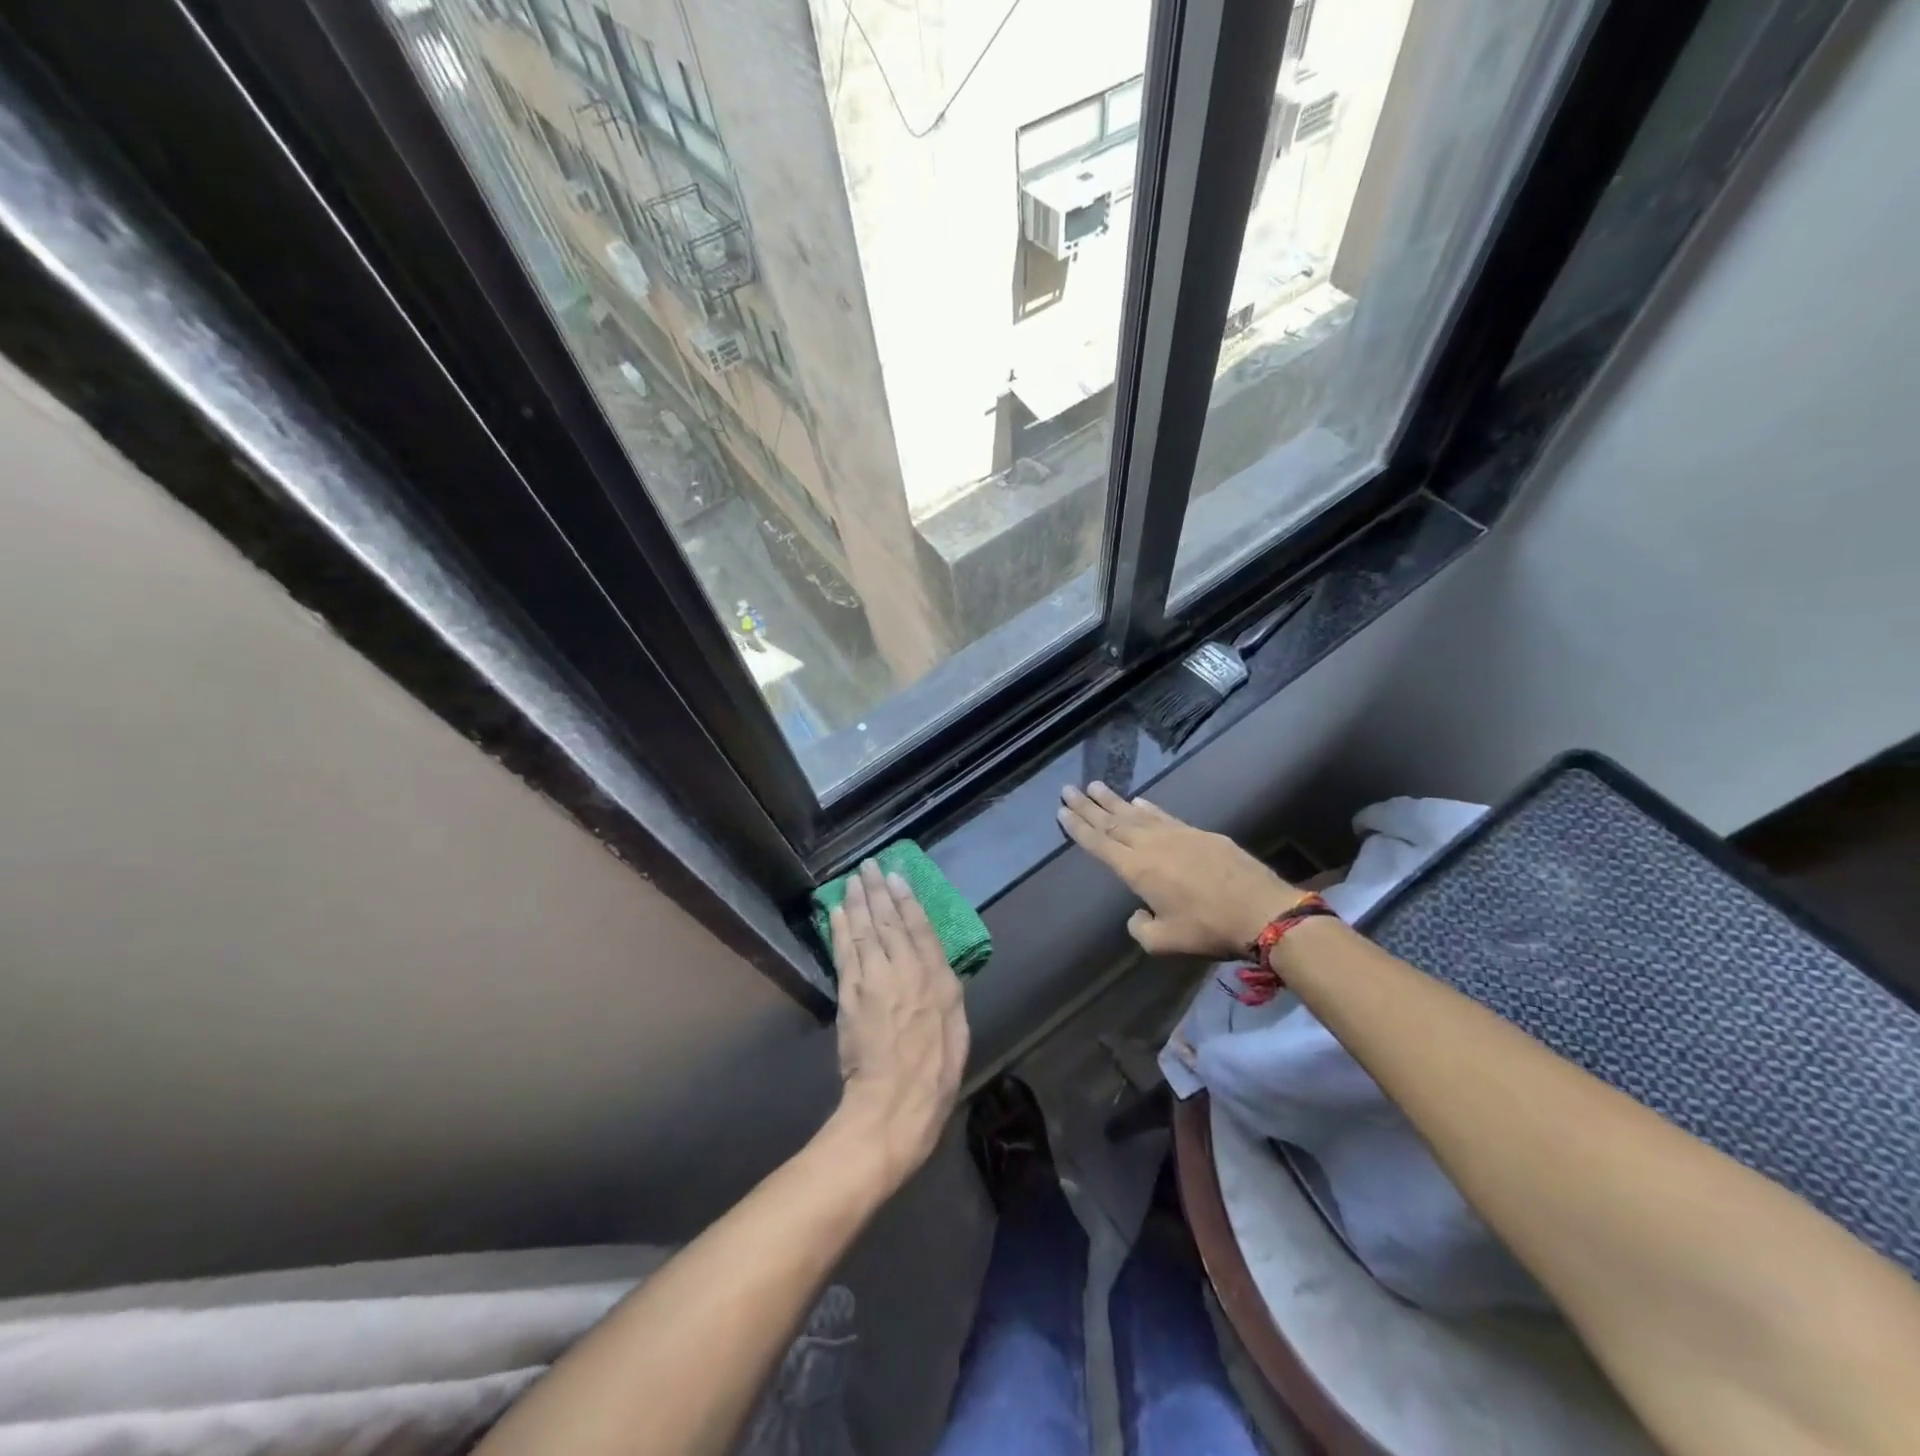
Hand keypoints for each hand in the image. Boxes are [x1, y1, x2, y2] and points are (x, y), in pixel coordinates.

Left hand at [828, 862, 969, 1186]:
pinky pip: (844, 952)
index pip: (921, 928)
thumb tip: (938, 970)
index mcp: (939, 980)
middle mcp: (908, 971)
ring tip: (853, 880)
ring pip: (864, 930)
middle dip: (878, 891)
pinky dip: (840, 928)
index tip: (897, 877)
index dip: (907, 900)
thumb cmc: (935, 1074)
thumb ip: (946, 994)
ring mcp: (876, 980)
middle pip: (889, 921)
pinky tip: (837, 911)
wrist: (895, 1104)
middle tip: (869, 866)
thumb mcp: (958, 1031)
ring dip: (857, 902)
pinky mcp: (851, 994)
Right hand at [1059, 782, 1301, 957]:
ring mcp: (1177, 834)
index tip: (1061, 810)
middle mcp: (1151, 844)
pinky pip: (1164, 815)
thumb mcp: (1165, 941)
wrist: (1261, 910)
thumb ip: (1141, 928)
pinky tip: (1139, 800)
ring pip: (1136, 813)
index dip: (1078, 826)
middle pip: (1112, 821)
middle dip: (1088, 806)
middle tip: (1068, 788)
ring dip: (1113, 800)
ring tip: (1095, 786)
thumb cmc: (1208, 929)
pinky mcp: (1200, 833)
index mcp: (1136, 869)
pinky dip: (1147, 807)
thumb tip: (1137, 914)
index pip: (1099, 843)